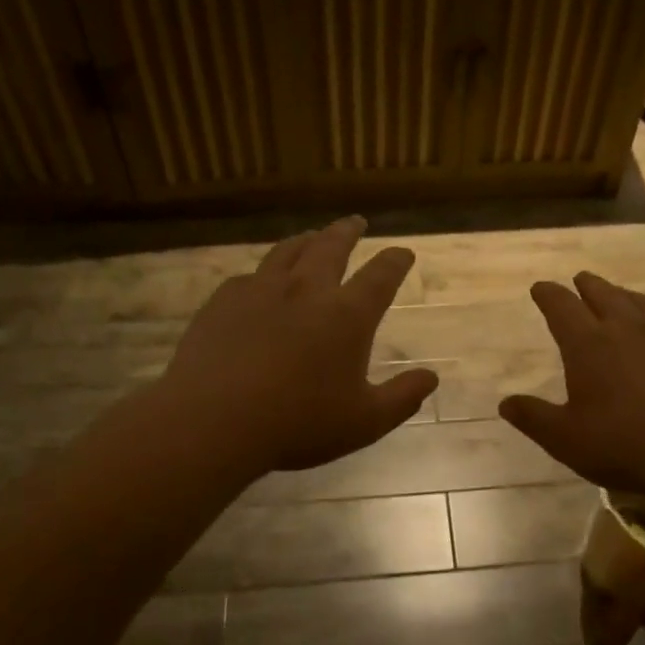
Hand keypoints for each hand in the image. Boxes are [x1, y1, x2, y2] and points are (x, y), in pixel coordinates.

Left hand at [158, 217, 436, 474]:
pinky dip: (265, 272)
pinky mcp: (224, 300)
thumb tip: (431, 377)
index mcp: (347, 315)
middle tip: (356, 221)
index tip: (403, 253)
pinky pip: (250, 275)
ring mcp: (262, 290)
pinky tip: (261, 280)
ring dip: (307, 240)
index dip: (395, 261)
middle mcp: (307, 290)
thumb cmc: (298, 423)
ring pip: (289, 251)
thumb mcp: (364, 422)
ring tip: (313, 236)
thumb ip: (402, 398)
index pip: (380, 276)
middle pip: (331, 247)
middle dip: (348, 232)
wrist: (212, 419)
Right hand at [499, 272, 644, 500]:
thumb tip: (505, 403)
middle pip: (605, 295)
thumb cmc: (624, 446)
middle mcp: (629, 330)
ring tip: (623, 296)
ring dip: (629, 297)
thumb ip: (534, 418)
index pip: (562, 307)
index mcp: (589, 345)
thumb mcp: (565, 440)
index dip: (548, 294)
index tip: (541, 288)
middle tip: (581, 279)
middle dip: (589, 286)